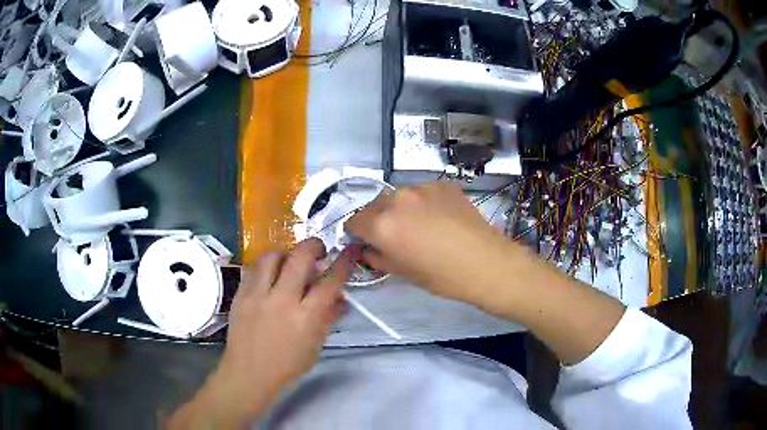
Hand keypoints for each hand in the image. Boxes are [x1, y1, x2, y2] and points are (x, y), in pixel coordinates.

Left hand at [169, 238, 351, 427]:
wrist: (249, 373)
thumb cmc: (287, 365)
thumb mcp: (315, 346)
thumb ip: (328, 319)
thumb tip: (342, 300)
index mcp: (306, 317)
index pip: (330, 282)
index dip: (343, 263)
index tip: (350, 250)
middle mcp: (282, 300)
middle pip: (300, 258)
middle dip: (314, 246)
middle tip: (318, 250)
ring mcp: (258, 295)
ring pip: (272, 256)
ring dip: (286, 253)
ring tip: (290, 261)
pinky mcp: (241, 294)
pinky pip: (254, 269)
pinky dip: (266, 267)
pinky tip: (270, 275)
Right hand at [346, 182, 513, 305]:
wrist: (486, 262)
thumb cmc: (442, 276)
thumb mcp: (402, 273)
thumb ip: (376, 257)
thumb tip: (367, 248)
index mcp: (382, 224)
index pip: (354, 221)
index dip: (357, 234)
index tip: (367, 242)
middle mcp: (397, 199)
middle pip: (374, 206)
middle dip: (377, 220)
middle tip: (394, 236)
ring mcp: (421, 187)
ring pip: (398, 196)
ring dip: (400, 209)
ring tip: (419, 225)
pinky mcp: (442, 184)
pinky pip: (421, 192)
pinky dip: (422, 203)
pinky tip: (439, 218)